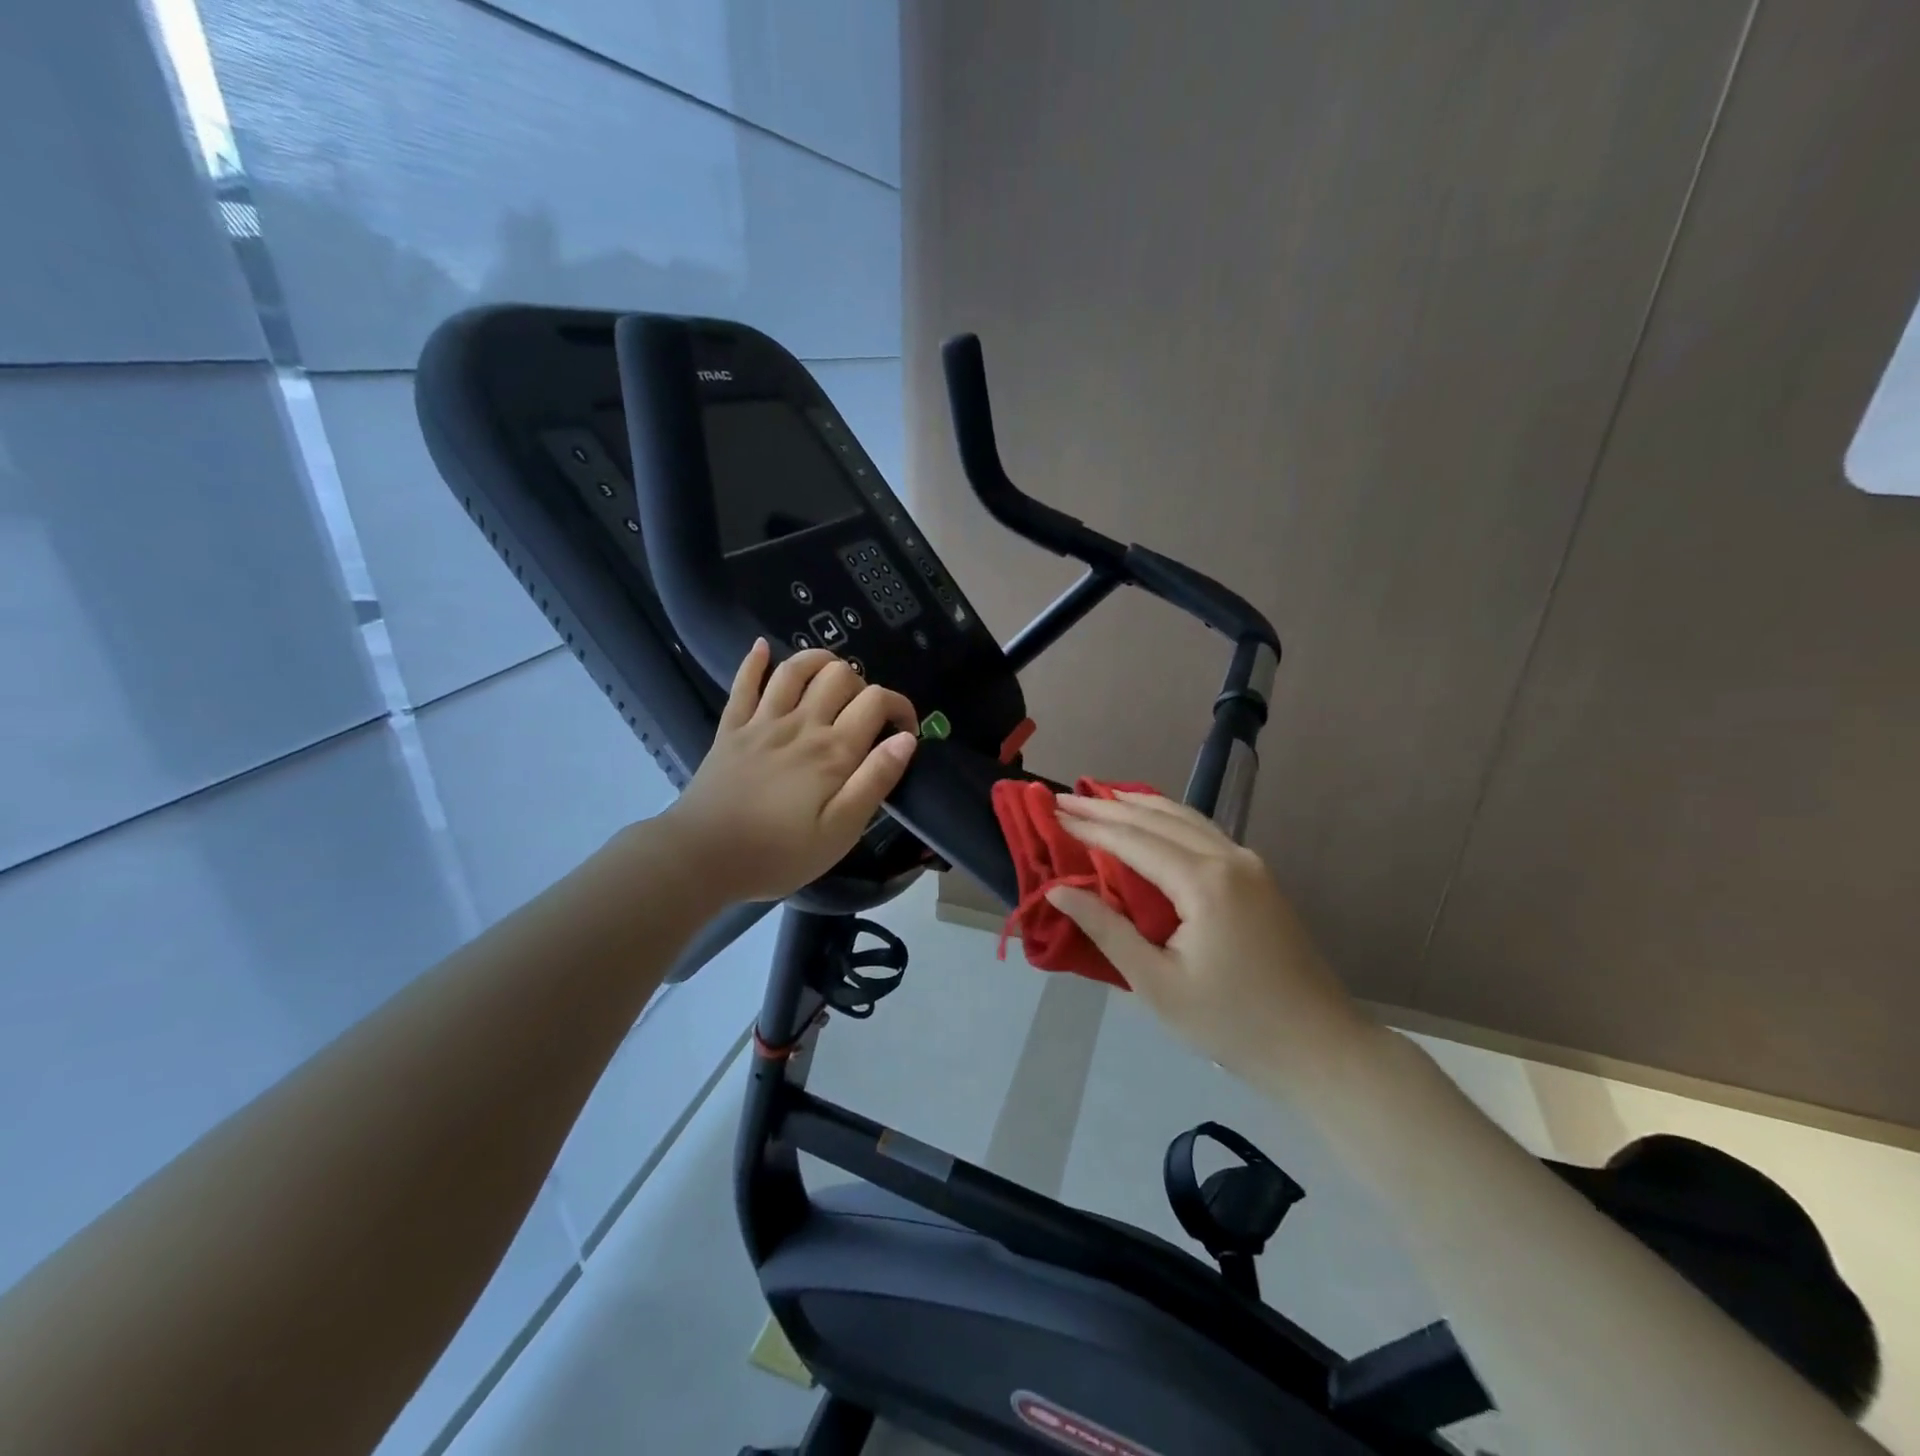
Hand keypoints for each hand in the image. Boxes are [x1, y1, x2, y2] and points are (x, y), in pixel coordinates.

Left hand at [660, 641, 918, 902]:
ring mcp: (762, 722)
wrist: (702, 857)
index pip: (877, 702)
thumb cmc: (779, 853)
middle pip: (840, 675)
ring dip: (819, 661)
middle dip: (863, 685)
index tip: (905, 732)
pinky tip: (763, 647)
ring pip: (795, 669)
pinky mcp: (731, 728)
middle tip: (865, 716)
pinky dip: (754, 661)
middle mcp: (801, 724)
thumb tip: (906, 739)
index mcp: (833, 751)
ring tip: (832, 674)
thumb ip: (875, 781)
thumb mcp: (841, 831)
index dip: (900, 707)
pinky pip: (744, 683)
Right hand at [1046, 793, 1372, 1085]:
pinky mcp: (1259, 877)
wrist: (1320, 1048)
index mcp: (1204, 882)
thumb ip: (1106, 930)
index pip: (1133, 841)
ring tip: (1100, 798)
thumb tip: (1058, 891)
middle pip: (1158, 819)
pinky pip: (1204, 832)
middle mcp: (1229, 858)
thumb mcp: (1158, 985)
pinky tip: (1152, 819)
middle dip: (1108, 807)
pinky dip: (1169, 819)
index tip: (1052, 813)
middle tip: (1064, 798)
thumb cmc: (1232, 1023)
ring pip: (1185, 818)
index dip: (1089, 827)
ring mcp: (1250, 864)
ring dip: (1139, 806)